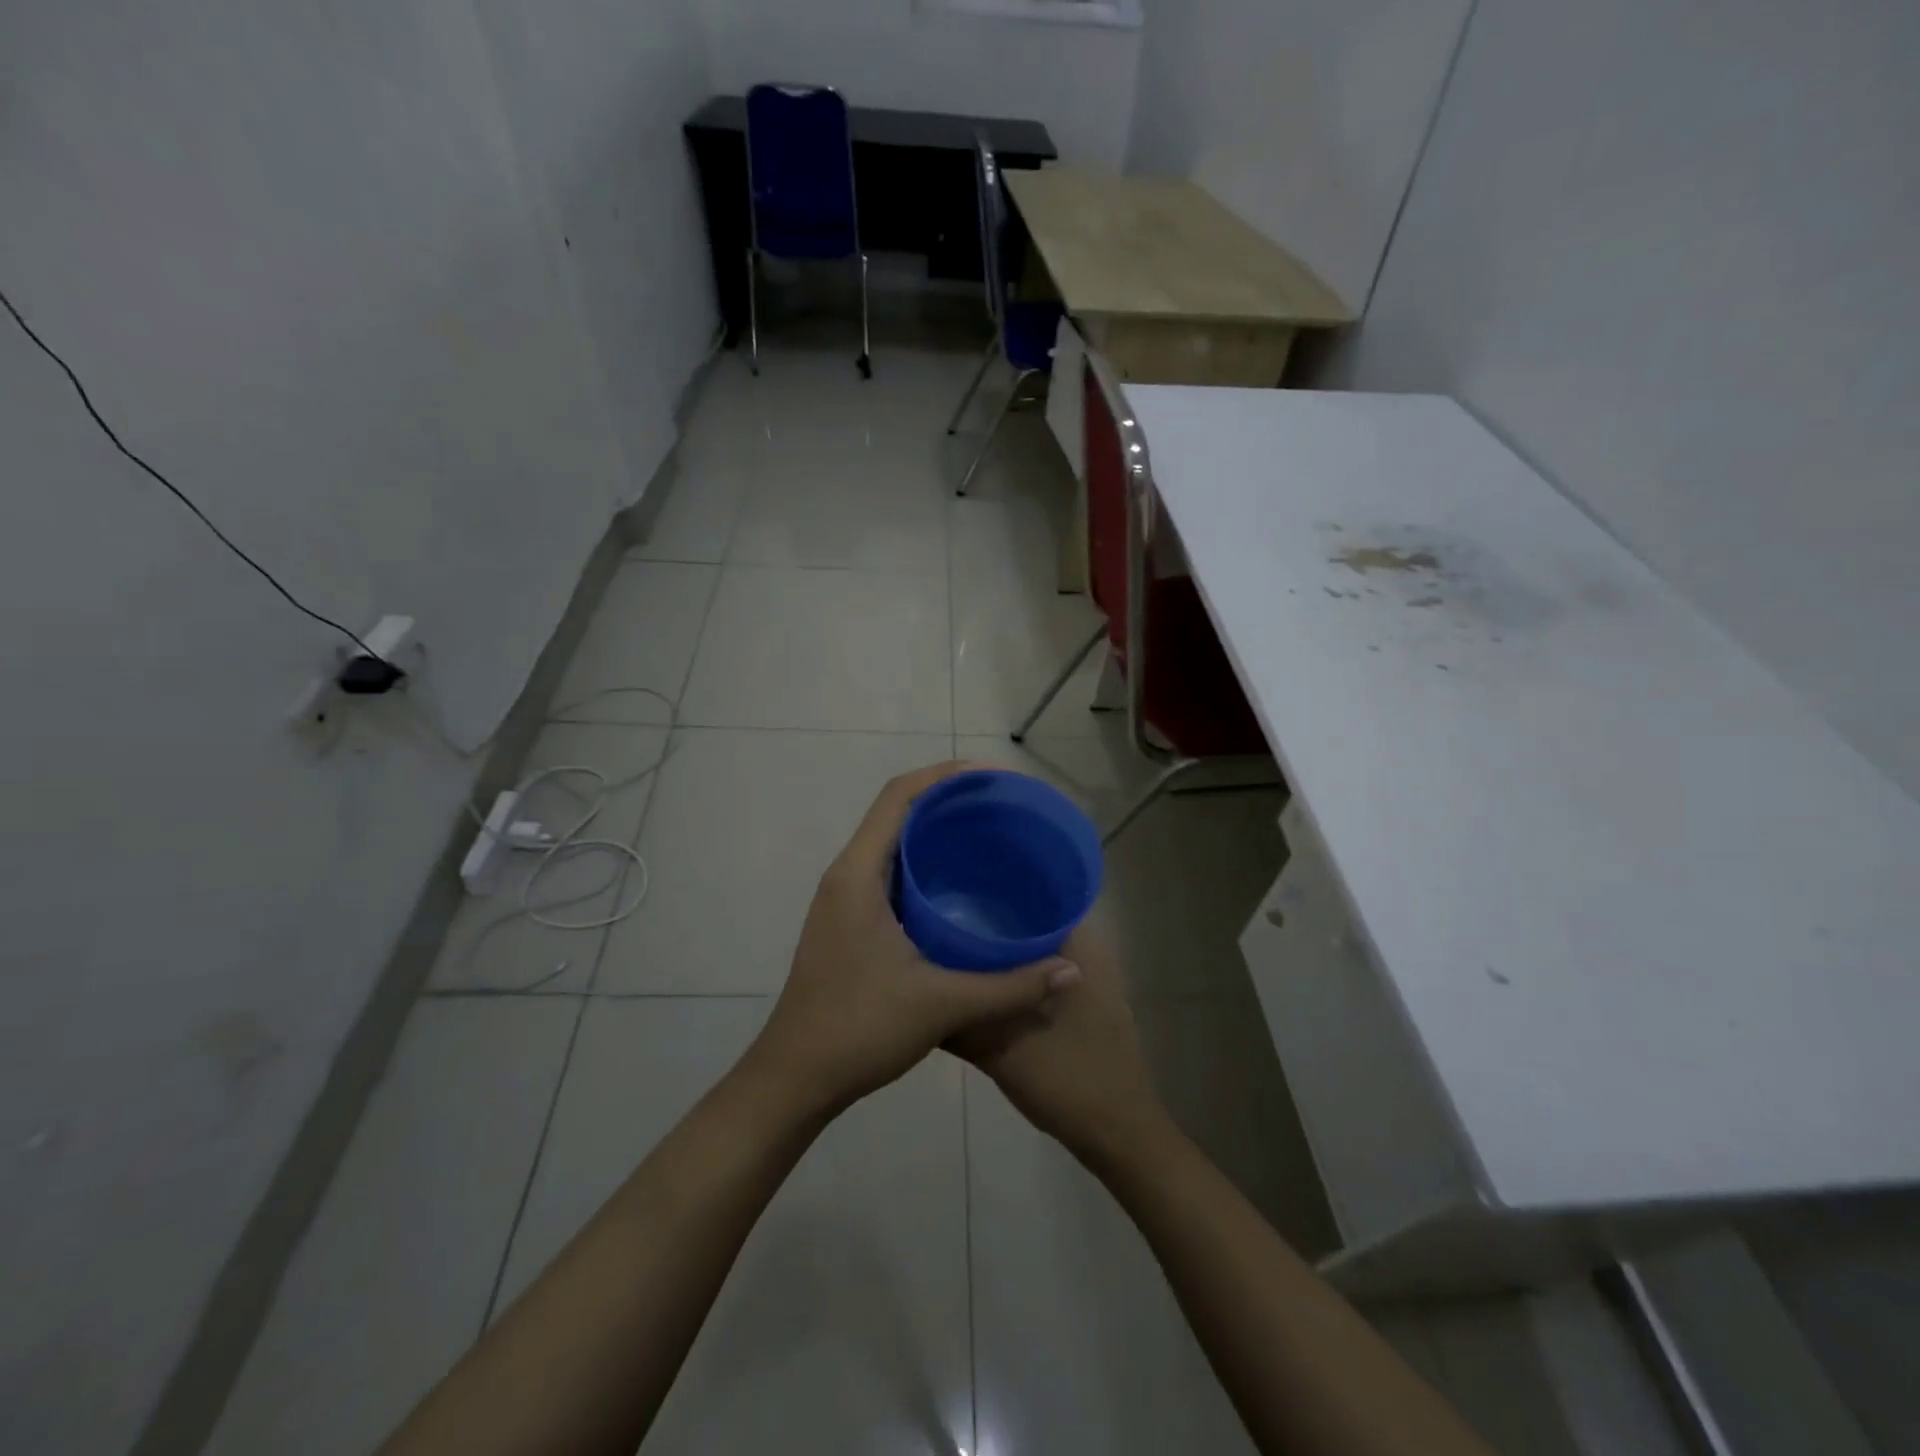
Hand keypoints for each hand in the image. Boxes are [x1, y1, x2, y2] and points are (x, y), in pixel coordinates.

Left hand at [747, 763, 1084, 1118]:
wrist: (794, 1078)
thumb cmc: (858, 1028)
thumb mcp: (940, 1004)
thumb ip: (1009, 986)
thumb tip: (1070, 971)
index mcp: (858, 874)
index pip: (898, 796)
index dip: (944, 775)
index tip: (992, 776)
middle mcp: (846, 876)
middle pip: (896, 813)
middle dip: (947, 800)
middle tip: (1001, 806)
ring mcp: (844, 901)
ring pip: (892, 844)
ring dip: (934, 832)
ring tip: (987, 836)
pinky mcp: (849, 924)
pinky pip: (890, 874)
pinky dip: (924, 866)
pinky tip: (961, 889)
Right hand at [948, 919, 1166, 1162]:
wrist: (1120, 1136)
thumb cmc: (1068, 1082)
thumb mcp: (1002, 1052)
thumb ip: (962, 1023)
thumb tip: (921, 993)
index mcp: (1078, 947)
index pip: (1035, 896)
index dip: (994, 895)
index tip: (956, 897)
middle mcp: (1090, 952)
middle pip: (1033, 923)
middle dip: (993, 925)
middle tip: (947, 926)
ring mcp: (1092, 980)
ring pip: (1039, 951)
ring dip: (1005, 954)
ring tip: (958, 952)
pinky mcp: (1087, 1005)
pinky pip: (1046, 975)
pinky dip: (1019, 977)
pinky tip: (988, 989)